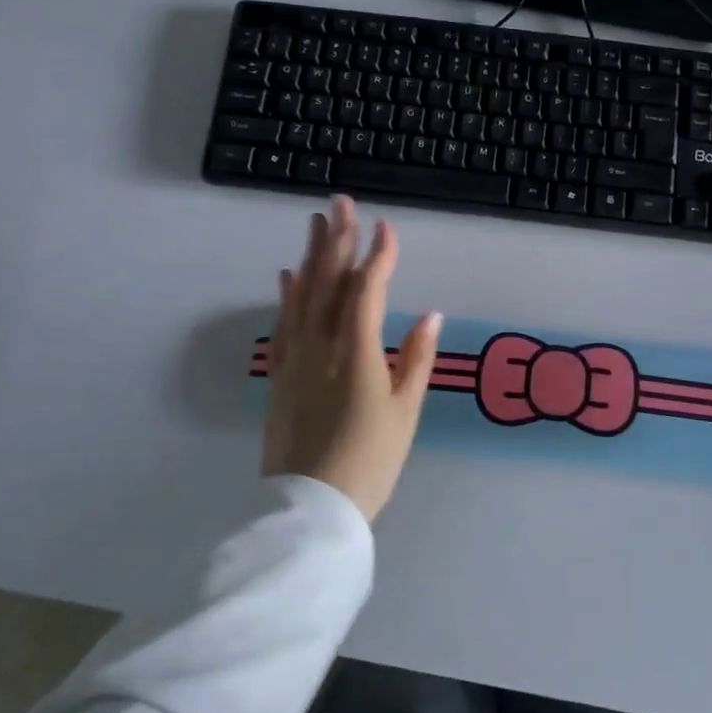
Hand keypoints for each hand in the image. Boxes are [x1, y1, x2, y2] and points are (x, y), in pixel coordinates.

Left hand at [264, 197, 441, 521]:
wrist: (311, 509)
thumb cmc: (370, 462)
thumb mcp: (405, 413)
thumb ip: (417, 359)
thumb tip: (431, 314)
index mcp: (358, 352)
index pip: (367, 290)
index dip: (379, 256)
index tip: (387, 228)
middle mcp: (322, 345)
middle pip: (329, 282)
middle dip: (338, 240)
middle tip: (341, 203)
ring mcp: (296, 358)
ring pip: (302, 295)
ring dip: (311, 256)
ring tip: (316, 224)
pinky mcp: (280, 375)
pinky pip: (283, 324)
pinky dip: (286, 295)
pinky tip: (287, 274)